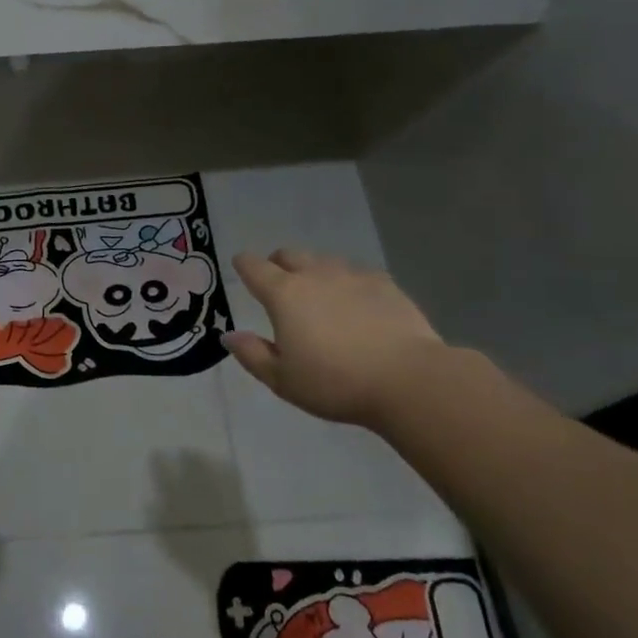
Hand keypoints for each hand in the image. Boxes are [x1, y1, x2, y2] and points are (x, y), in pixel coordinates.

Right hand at [223, 250, 447, 427]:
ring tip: (318, 293)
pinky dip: (348, 283)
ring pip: (325, 262)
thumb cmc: (335, 383)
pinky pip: (358, 274)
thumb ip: (252, 354)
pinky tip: (356, 303)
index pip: (255, 268)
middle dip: (278, 262)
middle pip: (290, 255)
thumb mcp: (283, 379)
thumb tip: (229, 335)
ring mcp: (353, 277)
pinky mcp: (386, 285)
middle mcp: (316, 276)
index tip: (240, 264)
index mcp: (284, 295)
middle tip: (278, 280)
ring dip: (314, 271)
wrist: (408, 380)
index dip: (244, 264)